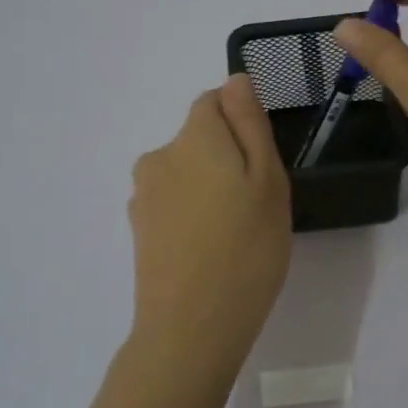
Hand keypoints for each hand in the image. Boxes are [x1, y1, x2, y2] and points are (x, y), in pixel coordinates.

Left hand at [128, 74, 291, 367]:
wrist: (191, 328)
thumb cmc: (246, 249)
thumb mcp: (268, 180)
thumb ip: (250, 123)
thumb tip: (235, 80)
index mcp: (193, 137)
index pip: (213, 102)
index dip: (242, 125)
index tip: (263, 165)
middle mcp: (159, 157)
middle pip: (199, 139)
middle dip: (228, 159)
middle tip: (257, 206)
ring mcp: (143, 196)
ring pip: (187, 173)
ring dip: (210, 189)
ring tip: (235, 233)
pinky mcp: (139, 230)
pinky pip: (174, 204)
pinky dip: (193, 215)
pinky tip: (210, 251)